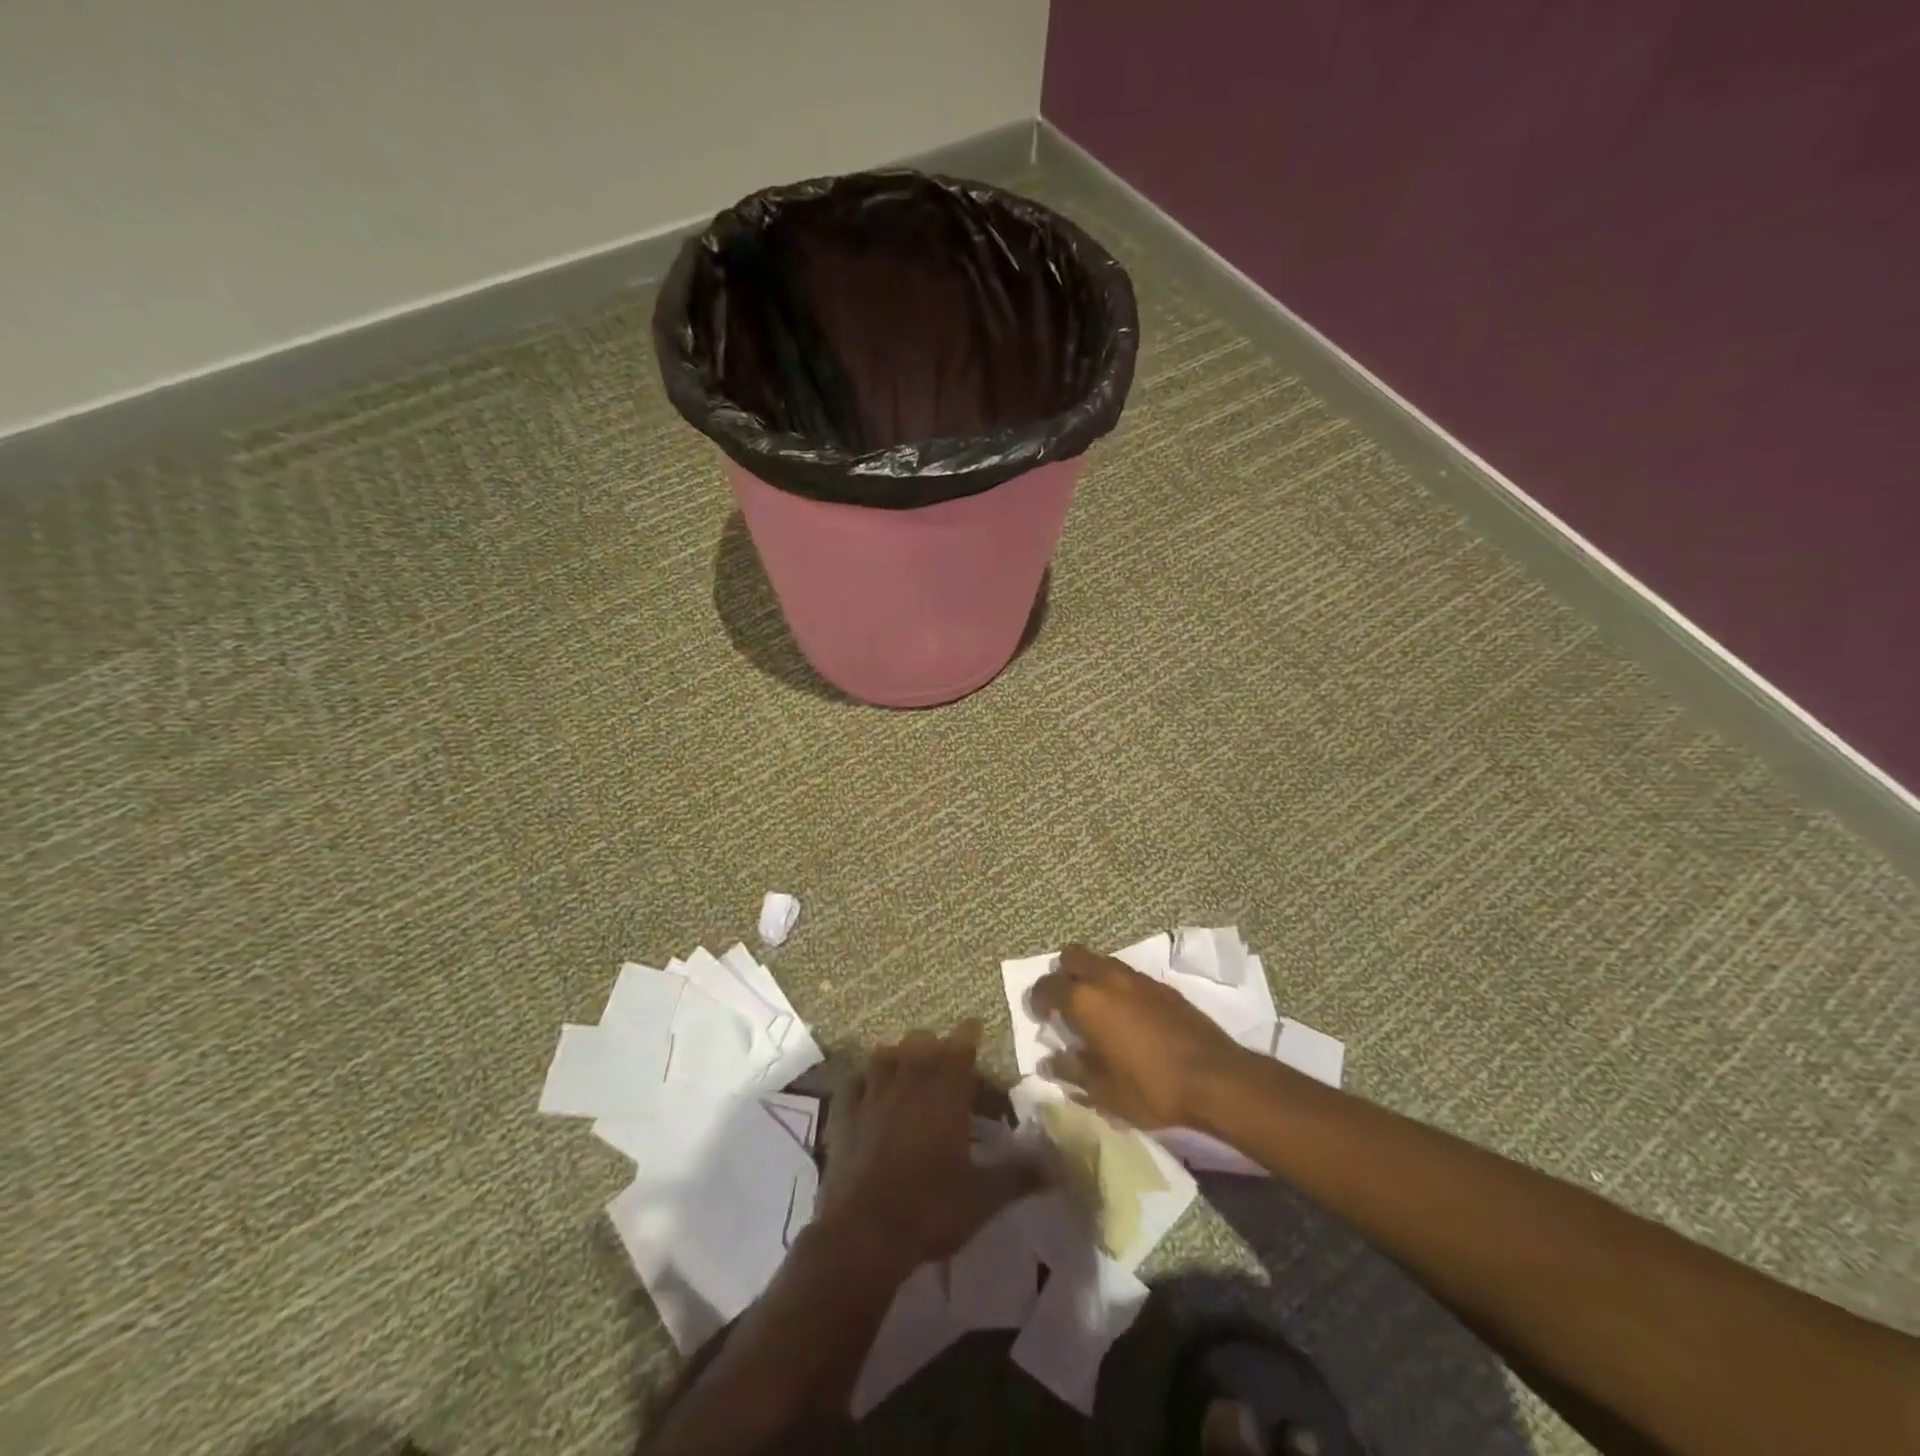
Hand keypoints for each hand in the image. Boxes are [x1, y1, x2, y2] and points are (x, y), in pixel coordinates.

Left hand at [817, 1022, 1046, 1269]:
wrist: (864, 1233)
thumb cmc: (930, 1209)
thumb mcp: (984, 1197)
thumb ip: (1019, 1174)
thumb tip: (1057, 1163)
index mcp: (946, 1092)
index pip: (961, 1045)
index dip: (969, 1034)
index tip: (975, 1028)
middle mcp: (909, 1080)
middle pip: (922, 1041)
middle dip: (936, 1045)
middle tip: (945, 1061)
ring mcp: (873, 1093)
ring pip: (886, 1053)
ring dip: (900, 1055)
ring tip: (907, 1068)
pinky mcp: (845, 1112)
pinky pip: (854, 1080)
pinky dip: (863, 1079)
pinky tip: (867, 1088)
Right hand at [1030, 944, 1250, 1128]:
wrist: (1215, 1078)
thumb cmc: (1150, 1087)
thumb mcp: (1103, 1091)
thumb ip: (1071, 1071)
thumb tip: (1050, 1061)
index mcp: (1087, 1000)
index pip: (1048, 985)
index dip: (1037, 999)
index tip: (1038, 1016)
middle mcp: (1108, 978)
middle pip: (1074, 956)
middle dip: (1063, 974)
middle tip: (1064, 1003)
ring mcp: (1138, 978)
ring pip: (1102, 961)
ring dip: (1091, 977)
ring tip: (1094, 1009)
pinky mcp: (1162, 986)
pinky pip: (1127, 975)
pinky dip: (1116, 986)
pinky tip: (1125, 1015)